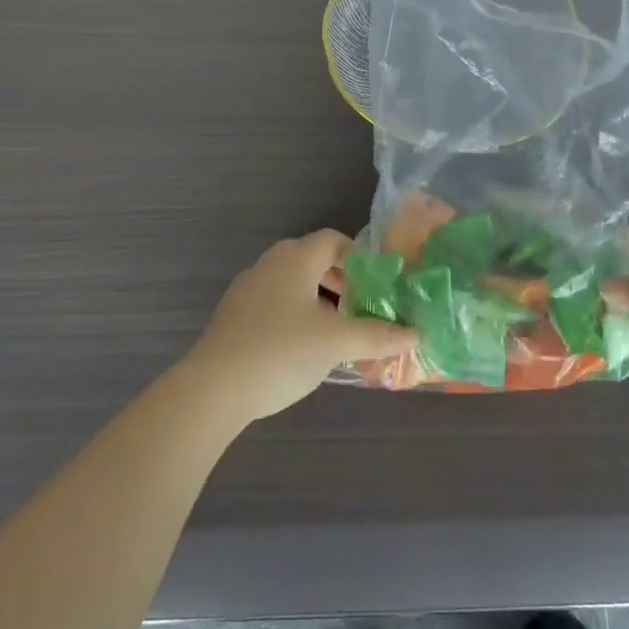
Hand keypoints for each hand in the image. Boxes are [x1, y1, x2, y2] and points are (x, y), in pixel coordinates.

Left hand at [183, 230, 417, 422]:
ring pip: (293, 284)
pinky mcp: (234, 317)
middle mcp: (269, 264)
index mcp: (295, 258)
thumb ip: (378, 335)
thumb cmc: (281, 351)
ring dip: (319, 299)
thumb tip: (415, 333)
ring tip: (338, 329)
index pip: (333, 240)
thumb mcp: (337, 342)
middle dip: (341, 280)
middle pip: (312, 260)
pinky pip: (274, 304)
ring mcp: (247, 290)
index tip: (378, 283)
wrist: (213, 389)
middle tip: (363, 305)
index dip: (359, 256)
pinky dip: (296, 315)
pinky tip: (304, 348)